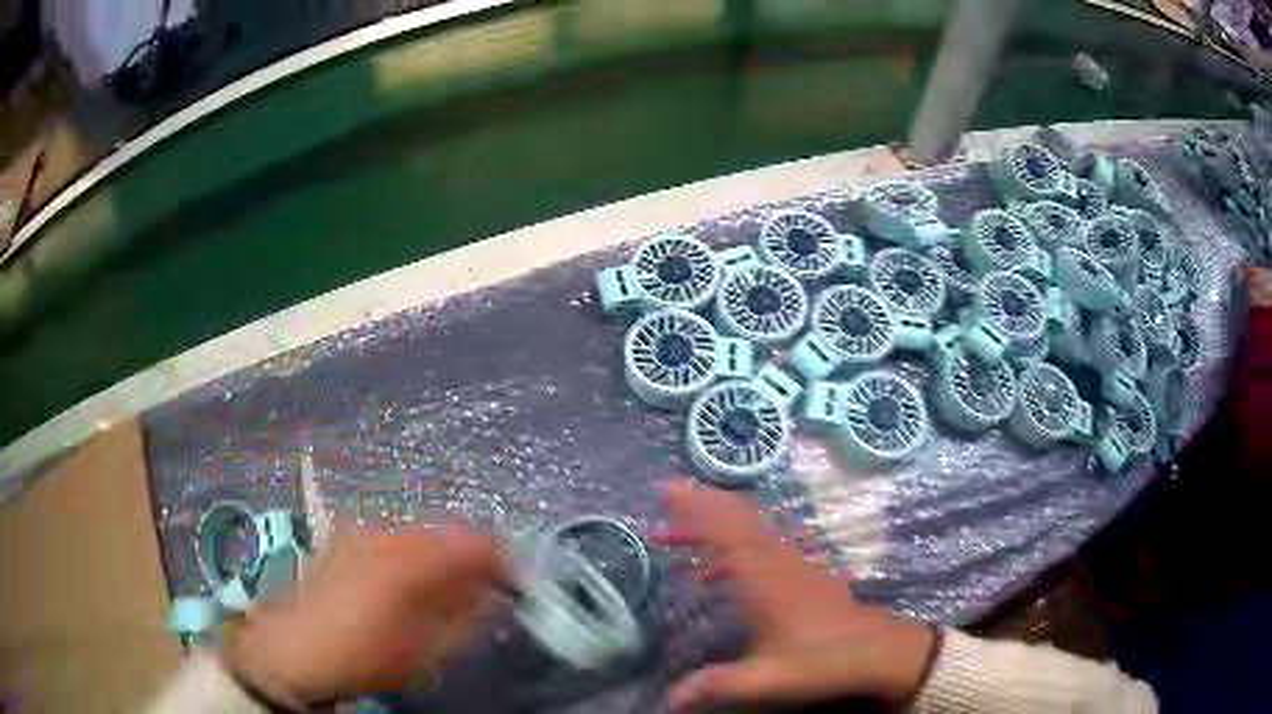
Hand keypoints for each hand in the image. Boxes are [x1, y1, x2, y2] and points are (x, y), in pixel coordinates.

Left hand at [221, 525, 504, 706]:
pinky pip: (393, 540)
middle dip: (468, 563)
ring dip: (438, 561)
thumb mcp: (428, 650)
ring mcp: (363, 531)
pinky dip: (410, 559)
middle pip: (448, 535)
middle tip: (476, 597)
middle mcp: (390, 532)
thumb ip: (469, 618)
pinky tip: (402, 588)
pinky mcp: (345, 538)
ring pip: (420, 536)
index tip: (512, 587)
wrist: (296, 649)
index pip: (478, 542)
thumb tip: (495, 596)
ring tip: (438, 597)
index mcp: (414, 559)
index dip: (503, 562)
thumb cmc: (367, 656)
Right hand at [662, 480, 935, 711]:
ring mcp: (795, 561)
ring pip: (750, 528)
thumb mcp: (768, 678)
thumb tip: (669, 699)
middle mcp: (779, 560)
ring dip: (714, 524)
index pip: (726, 531)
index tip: (665, 490)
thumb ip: (718, 685)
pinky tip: (715, 571)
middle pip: (737, 518)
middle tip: (664, 505)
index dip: (695, 507)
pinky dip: (735, 545)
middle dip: (699, 507)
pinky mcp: (805, 569)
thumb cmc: (822, 660)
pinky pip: (764, 543)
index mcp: (765, 579)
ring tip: (676, 537)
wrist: (876, 650)